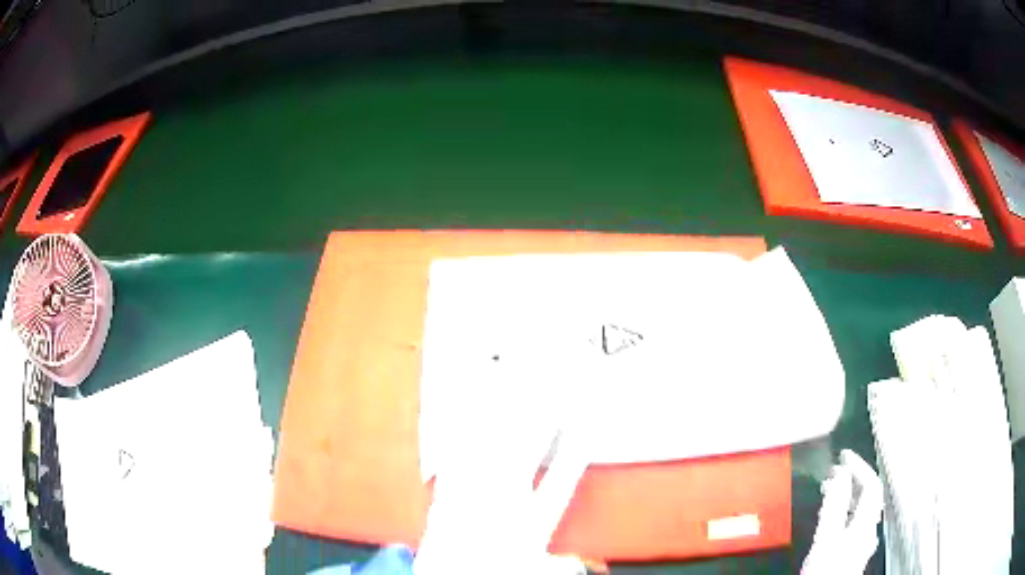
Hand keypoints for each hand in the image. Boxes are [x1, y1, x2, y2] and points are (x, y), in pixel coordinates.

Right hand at [801, 449, 882, 574]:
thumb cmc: (827, 571)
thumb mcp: (826, 539)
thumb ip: (834, 507)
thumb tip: (839, 473)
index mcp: (864, 523)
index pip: (872, 484)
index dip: (860, 465)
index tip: (843, 456)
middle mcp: (868, 530)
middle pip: (870, 496)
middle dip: (856, 479)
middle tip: (838, 469)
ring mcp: (862, 543)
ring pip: (863, 510)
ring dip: (851, 496)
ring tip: (834, 490)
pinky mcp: (854, 553)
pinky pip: (856, 524)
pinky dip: (847, 513)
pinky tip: (838, 518)